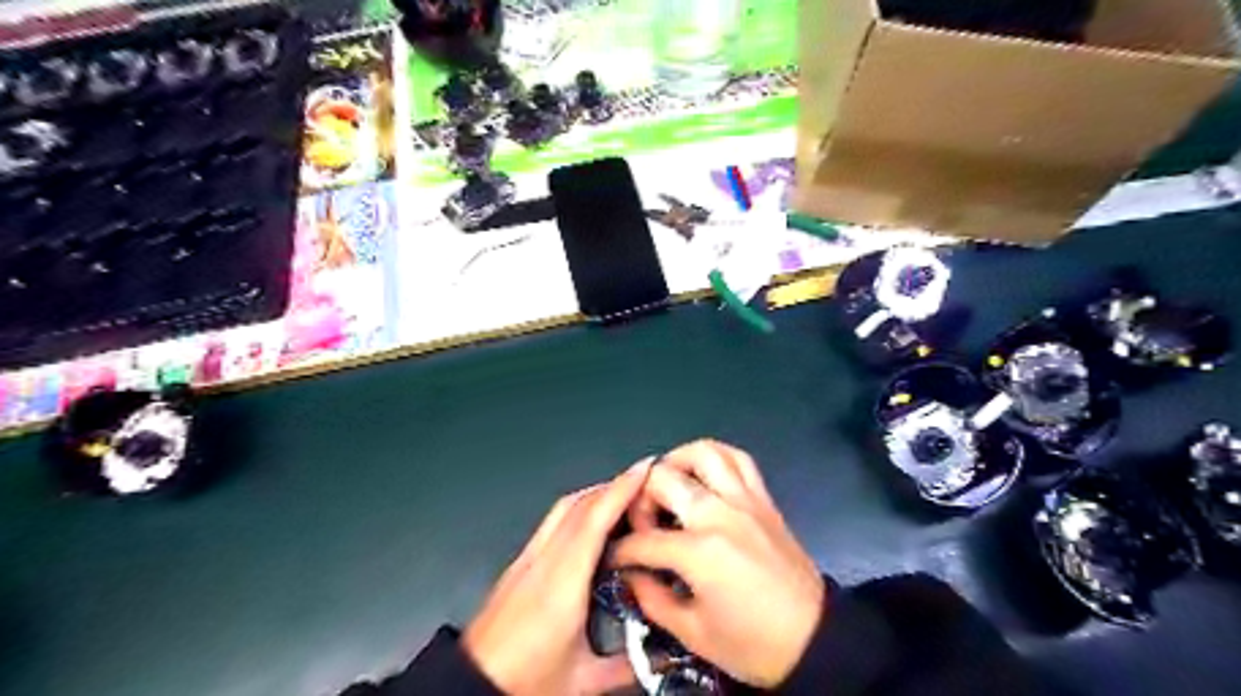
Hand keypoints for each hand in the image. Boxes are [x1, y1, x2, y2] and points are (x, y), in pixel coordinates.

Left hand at [455, 460, 648, 692]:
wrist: (469, 686)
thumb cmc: (522, 682)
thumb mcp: (582, 681)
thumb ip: (628, 666)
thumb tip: (663, 656)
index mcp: (562, 585)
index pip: (594, 520)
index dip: (620, 490)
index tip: (644, 470)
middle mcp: (543, 561)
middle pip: (578, 505)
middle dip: (613, 485)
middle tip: (645, 481)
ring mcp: (527, 559)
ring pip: (563, 509)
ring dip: (595, 494)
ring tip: (623, 495)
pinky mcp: (518, 564)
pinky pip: (553, 521)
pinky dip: (578, 509)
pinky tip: (592, 520)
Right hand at [613, 441, 822, 684]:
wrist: (814, 639)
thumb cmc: (753, 644)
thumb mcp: (694, 634)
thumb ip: (652, 598)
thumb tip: (630, 574)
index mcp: (699, 552)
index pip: (643, 540)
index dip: (621, 550)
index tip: (616, 558)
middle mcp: (719, 514)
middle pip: (663, 480)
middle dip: (640, 500)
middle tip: (642, 522)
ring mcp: (744, 500)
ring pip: (703, 453)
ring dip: (676, 462)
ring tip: (667, 484)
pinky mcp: (763, 498)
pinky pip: (739, 459)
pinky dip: (716, 457)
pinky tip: (703, 473)